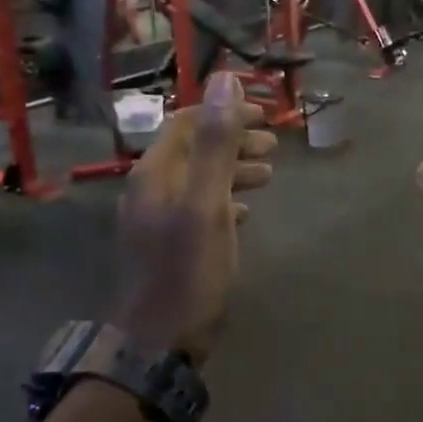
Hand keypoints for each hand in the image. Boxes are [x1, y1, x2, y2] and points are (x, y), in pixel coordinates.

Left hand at [115, 73, 275, 363]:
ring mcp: (155, 219)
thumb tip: (223, 79)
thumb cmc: (187, 270)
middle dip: (233, 140)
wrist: (159, 342)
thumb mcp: (206, 203)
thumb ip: (215, 143)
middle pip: (193, 150)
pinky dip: (223, 199)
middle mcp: (149, 189)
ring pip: (197, 179)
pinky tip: (244, 212)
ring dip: (232, 170)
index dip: (226, 112)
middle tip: (273, 145)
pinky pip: (197, 208)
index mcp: (155, 173)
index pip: (187, 122)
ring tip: (268, 174)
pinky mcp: (166, 246)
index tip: (266, 114)